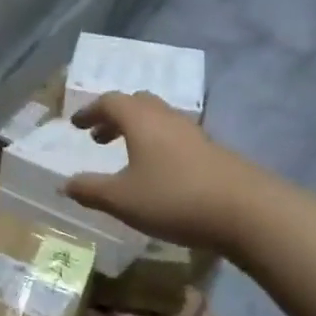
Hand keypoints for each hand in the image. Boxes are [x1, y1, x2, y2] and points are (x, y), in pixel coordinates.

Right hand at [62, 92, 258, 251]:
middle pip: (138, 104)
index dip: (90, 111)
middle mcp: (168, 119)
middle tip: (100, 137)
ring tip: (127, 156)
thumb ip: (90, 190)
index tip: (76, 125)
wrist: (249, 213)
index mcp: (141, 121)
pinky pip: (178, 138)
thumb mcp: (122, 200)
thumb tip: (65, 184)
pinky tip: (160, 174)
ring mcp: (195, 134)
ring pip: (161, 120)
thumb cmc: (174, 199)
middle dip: (115, 117)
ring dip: (138, 131)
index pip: (110, 102)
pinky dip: (159, 146)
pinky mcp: (215, 153)